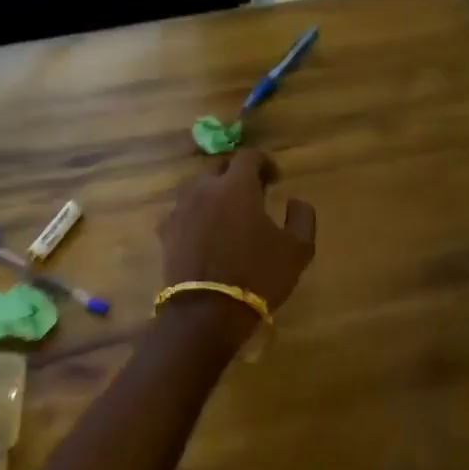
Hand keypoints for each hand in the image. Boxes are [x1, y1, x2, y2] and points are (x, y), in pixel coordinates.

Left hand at [159, 149, 316, 314]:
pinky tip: (206, 234)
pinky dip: (196, 215)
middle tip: (252, 194)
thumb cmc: (258, 276)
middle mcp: (204, 188)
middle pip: (219, 167)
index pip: (249, 156)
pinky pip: (183, 212)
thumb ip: (302, 217)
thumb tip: (296, 200)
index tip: (275, 179)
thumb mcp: (297, 249)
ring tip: (227, 214)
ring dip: (214, 193)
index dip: (265, 163)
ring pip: (198, 188)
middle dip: (237, 175)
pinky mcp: (166, 232)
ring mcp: (181, 209)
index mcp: (236, 185)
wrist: (206, 313)